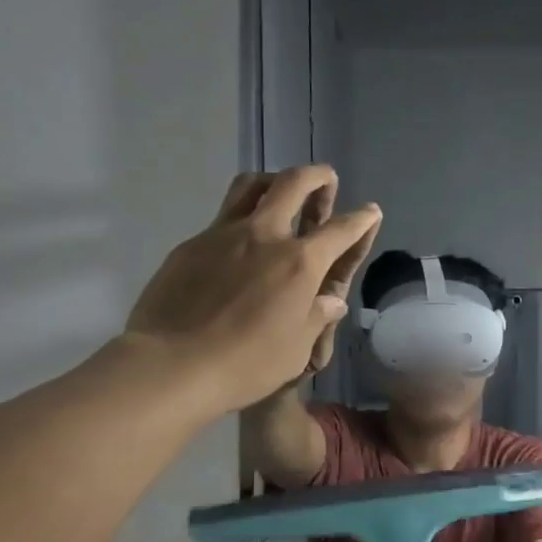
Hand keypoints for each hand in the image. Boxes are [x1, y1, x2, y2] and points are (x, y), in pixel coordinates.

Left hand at [124, 167, 379, 414]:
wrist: (172, 365)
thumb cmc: (245, 365)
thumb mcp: (295, 350)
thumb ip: (316, 318)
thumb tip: (330, 301)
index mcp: (300, 263)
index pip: (341, 230)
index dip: (361, 219)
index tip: (370, 212)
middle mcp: (265, 236)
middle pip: (294, 183)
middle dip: (317, 176)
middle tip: (326, 179)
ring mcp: (223, 234)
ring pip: (250, 186)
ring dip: (273, 181)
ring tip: (279, 191)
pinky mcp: (191, 244)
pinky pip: (221, 218)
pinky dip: (240, 219)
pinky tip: (237, 246)